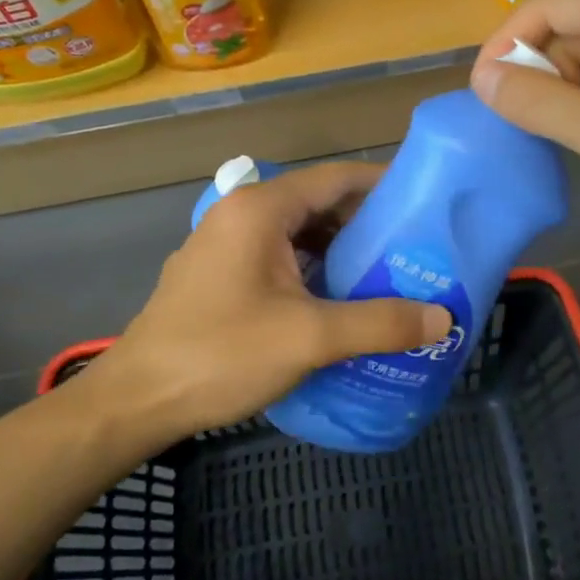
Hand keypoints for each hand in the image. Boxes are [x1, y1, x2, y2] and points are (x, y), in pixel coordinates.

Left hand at [97, 162, 452, 441]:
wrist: (136, 401)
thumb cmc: (221, 354)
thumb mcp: (309, 338)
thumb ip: (380, 323)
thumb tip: (443, 318)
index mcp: (261, 209)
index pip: (337, 177)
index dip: (385, 185)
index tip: (428, 204)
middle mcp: (242, 214)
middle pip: (319, 204)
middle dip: (369, 224)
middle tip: (418, 249)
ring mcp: (226, 245)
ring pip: (300, 234)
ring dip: (343, 251)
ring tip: (391, 275)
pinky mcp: (220, 276)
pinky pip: (280, 259)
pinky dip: (316, 271)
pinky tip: (343, 301)